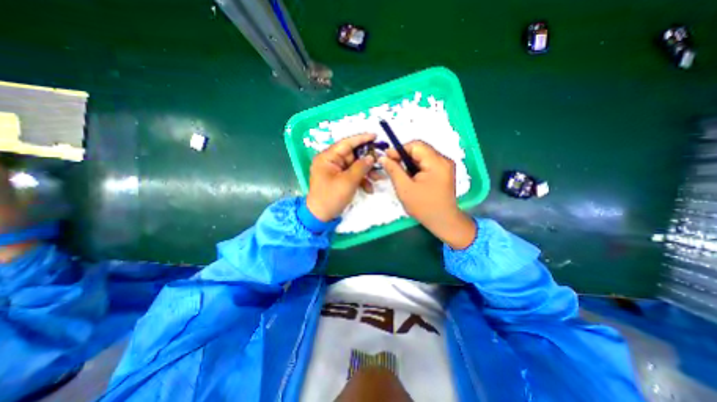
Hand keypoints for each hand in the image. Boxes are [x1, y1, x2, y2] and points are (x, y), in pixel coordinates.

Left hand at [307, 131, 377, 220]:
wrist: (320, 216)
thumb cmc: (331, 197)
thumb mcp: (348, 182)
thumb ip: (361, 167)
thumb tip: (372, 157)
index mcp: (327, 157)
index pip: (346, 143)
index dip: (361, 139)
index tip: (375, 136)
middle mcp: (330, 161)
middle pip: (352, 155)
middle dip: (367, 161)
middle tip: (381, 163)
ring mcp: (335, 170)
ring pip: (354, 166)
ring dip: (367, 172)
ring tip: (379, 178)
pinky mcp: (339, 179)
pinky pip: (352, 175)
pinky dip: (361, 181)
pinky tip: (369, 189)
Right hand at [381, 139, 473, 246]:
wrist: (443, 221)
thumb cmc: (423, 206)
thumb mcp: (404, 188)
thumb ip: (393, 170)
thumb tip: (383, 157)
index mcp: (436, 162)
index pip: (416, 145)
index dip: (399, 149)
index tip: (387, 157)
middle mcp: (444, 160)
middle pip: (420, 149)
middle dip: (404, 155)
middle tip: (391, 165)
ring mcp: (445, 166)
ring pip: (423, 156)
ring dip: (409, 161)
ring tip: (399, 171)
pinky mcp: (444, 172)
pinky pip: (427, 163)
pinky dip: (416, 167)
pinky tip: (409, 176)